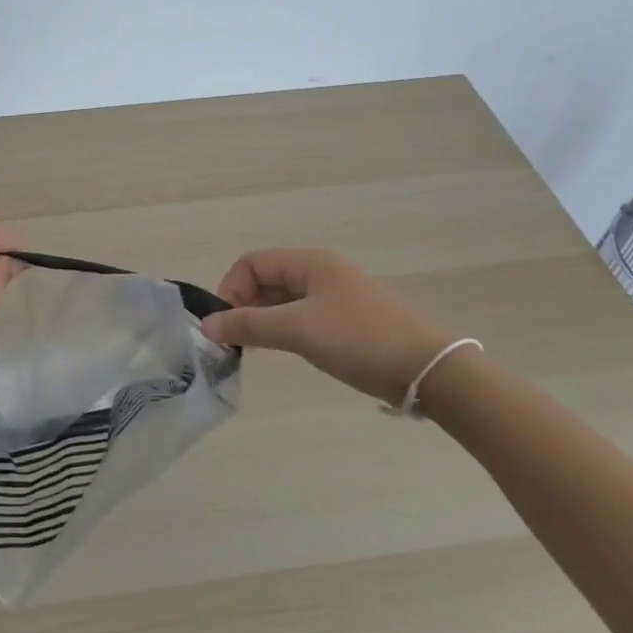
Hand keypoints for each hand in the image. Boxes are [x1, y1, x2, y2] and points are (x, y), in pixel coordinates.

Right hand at [201, 249, 454, 403]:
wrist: (426, 370)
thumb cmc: (359, 339)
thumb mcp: (299, 329)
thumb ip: (249, 325)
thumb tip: (206, 325)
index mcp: (310, 262)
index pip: (252, 263)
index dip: (231, 289)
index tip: (225, 325)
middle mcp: (320, 272)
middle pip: (266, 279)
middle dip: (243, 305)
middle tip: (234, 340)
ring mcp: (334, 296)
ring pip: (282, 300)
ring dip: (261, 319)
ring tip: (252, 348)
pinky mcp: (345, 320)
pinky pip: (300, 316)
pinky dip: (282, 329)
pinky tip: (280, 350)